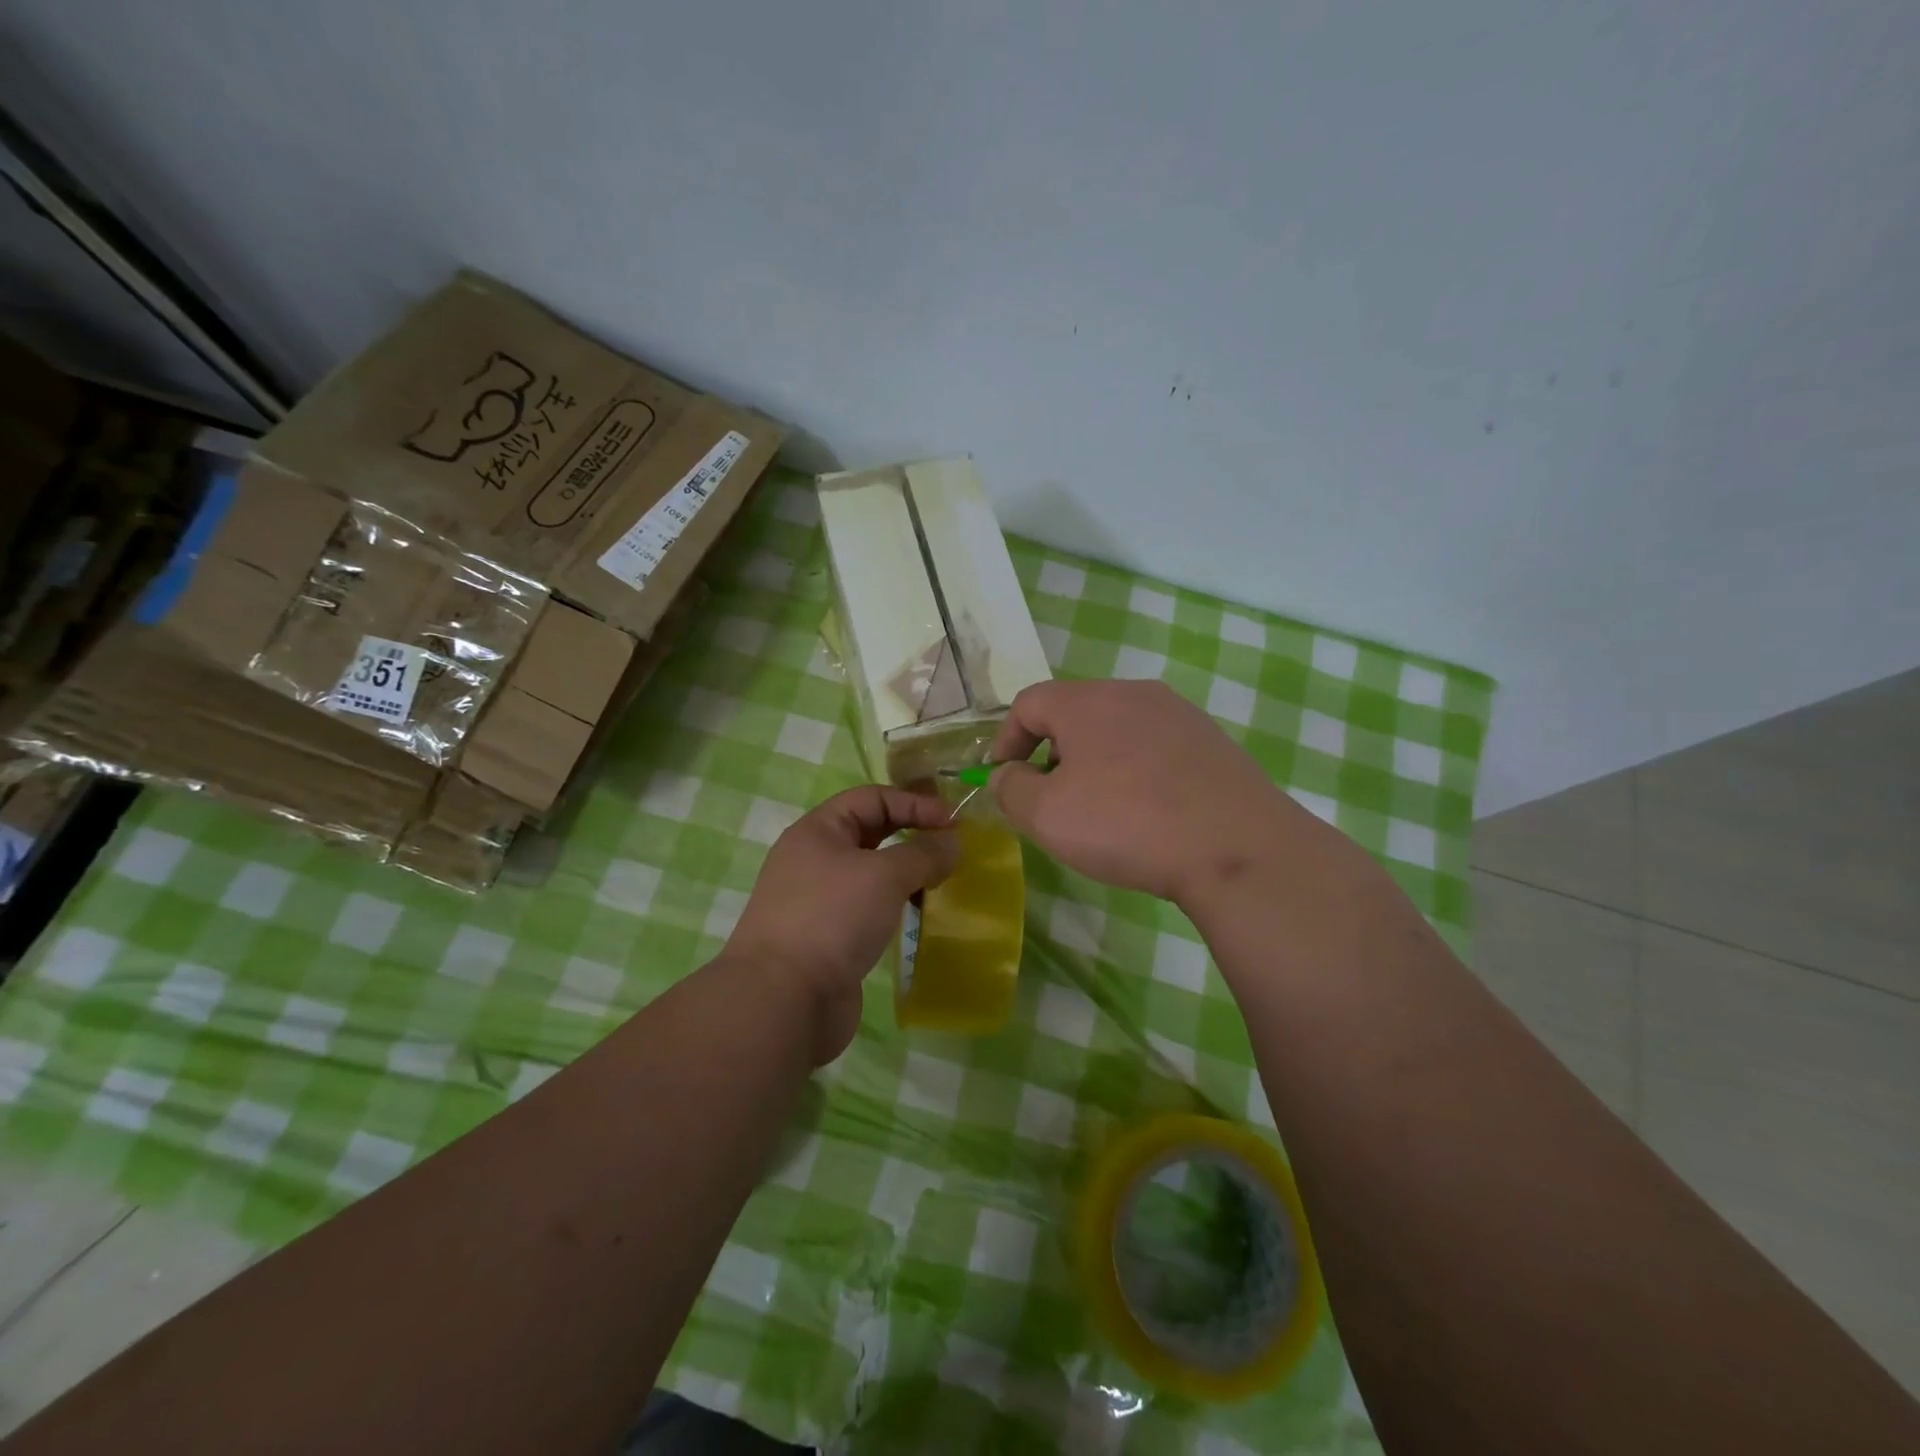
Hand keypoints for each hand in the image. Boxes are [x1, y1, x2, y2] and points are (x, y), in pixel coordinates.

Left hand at [724, 785, 957, 1063]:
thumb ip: (924, 853)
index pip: (872, 798)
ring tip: (940, 883)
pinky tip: (917, 916)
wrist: (784, 1000)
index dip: (915, 803)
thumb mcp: (885, 875)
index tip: (954, 823)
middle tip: (951, 849)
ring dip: (906, 873)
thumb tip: (952, 844)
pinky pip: (868, 907)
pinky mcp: (828, 937)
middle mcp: (814, 859)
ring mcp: (819, 900)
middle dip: (912, 835)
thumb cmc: (833, 918)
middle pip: (871, 833)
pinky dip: (894, 905)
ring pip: (871, 873)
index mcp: (818, 831)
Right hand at [989, 679, 1313, 907]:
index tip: (1003, 779)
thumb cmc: (1126, 823)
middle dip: (1051, 753)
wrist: (1235, 846)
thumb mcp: (1045, 815)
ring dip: (1094, 763)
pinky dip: (1135, 771)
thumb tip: (1008, 775)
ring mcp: (1179, 714)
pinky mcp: (1212, 741)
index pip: (1029, 703)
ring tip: (1100, 810)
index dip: (1005, 740)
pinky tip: (1147, 812)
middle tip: (1051, 799)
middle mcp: (1133, 693)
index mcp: (1088, 701)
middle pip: (1074, 713)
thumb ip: (1010, 788)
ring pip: (1117, 730)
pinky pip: (1155, 748)